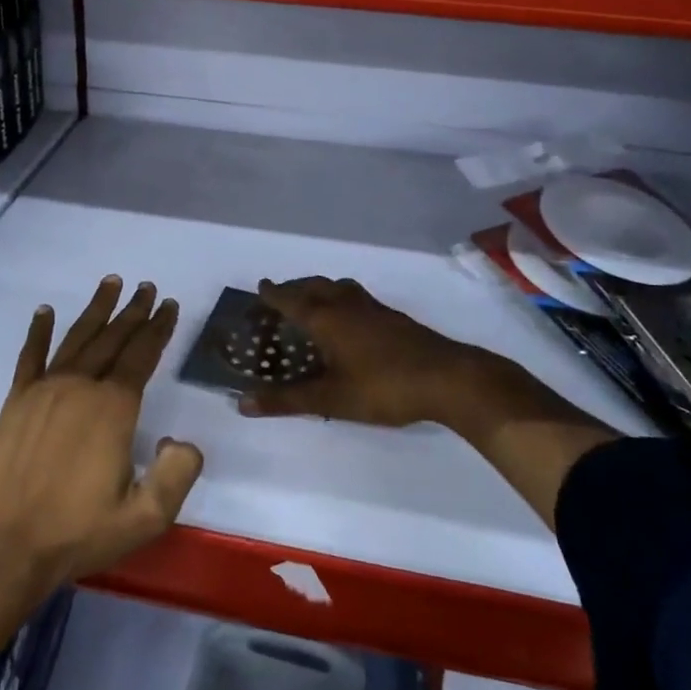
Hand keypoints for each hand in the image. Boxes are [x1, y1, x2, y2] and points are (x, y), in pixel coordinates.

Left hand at [0, 275, 203, 593]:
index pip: (141, 356)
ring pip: (76, 339)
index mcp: (113, 409)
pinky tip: (45, 311)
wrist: (4, 550)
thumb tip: (182, 440)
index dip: (158, 329)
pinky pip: (29, 358)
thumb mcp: (144, 517)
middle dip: (133, 312)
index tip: (168, 306)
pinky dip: (38, 332)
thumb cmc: (77, 533)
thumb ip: (176, 474)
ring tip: (111, 283)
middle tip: (147, 288)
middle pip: (112, 339)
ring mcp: (43, 392)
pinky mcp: (14, 403)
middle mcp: (80, 388)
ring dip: (96, 311)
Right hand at [236, 276, 511, 430]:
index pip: (291, 299)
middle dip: (294, 288)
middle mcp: (347, 304)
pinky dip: (341, 299)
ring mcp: (374, 308)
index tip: (260, 287)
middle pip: (314, 286)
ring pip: (338, 288)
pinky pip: (356, 297)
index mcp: (326, 318)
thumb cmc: (383, 387)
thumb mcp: (331, 398)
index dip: (273, 294)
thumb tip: (242, 403)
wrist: (448, 378)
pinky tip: (349, 320)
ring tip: (312, 301)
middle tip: (280, 296)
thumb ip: (287, 400)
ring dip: (319, 289)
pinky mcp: (394, 318)